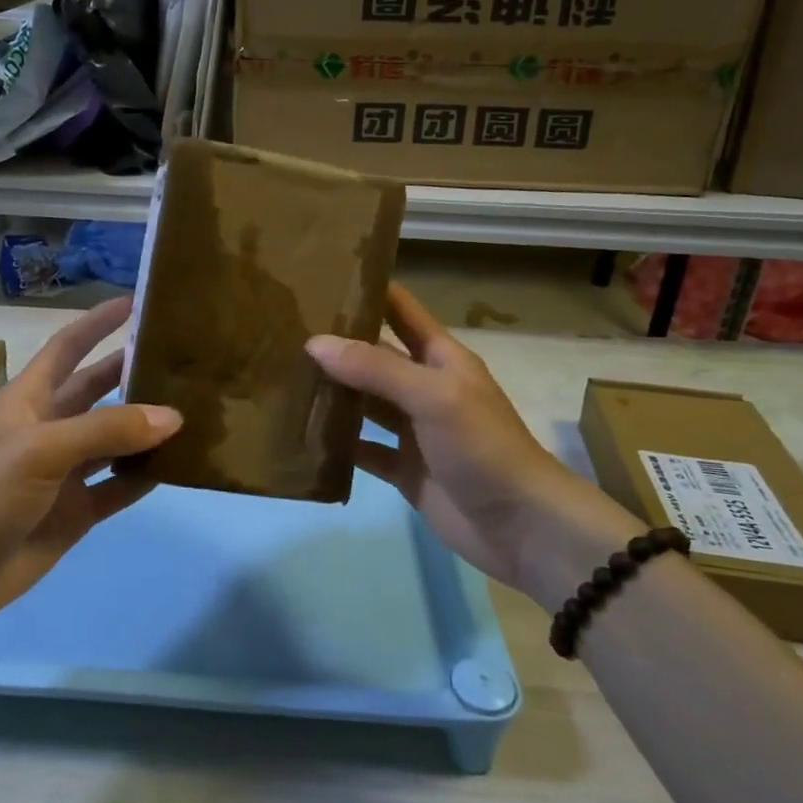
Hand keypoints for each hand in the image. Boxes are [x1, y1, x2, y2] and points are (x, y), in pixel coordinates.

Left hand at [0, 297, 180, 634]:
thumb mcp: (40, 449)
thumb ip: (106, 430)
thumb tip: (173, 416)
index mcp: (29, 400)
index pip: (67, 348)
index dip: (97, 323)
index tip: (136, 302)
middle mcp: (49, 429)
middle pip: (97, 390)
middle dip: (132, 372)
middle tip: (181, 358)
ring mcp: (63, 473)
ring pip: (114, 440)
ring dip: (146, 427)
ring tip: (194, 409)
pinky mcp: (75, 512)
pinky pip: (118, 486)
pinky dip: (144, 476)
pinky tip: (177, 465)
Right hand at [306, 283, 637, 608]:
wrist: (520, 525)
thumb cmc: (482, 446)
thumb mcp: (433, 395)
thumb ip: (375, 368)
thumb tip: (315, 342)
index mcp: (440, 358)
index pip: (400, 310)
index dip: (367, 291)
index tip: (321, 277)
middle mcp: (424, 388)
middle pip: (374, 357)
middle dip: (336, 344)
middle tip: (282, 331)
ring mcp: (413, 431)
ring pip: (364, 404)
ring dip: (332, 394)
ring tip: (282, 378)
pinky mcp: (404, 470)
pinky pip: (363, 450)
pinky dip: (337, 445)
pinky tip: (301, 436)